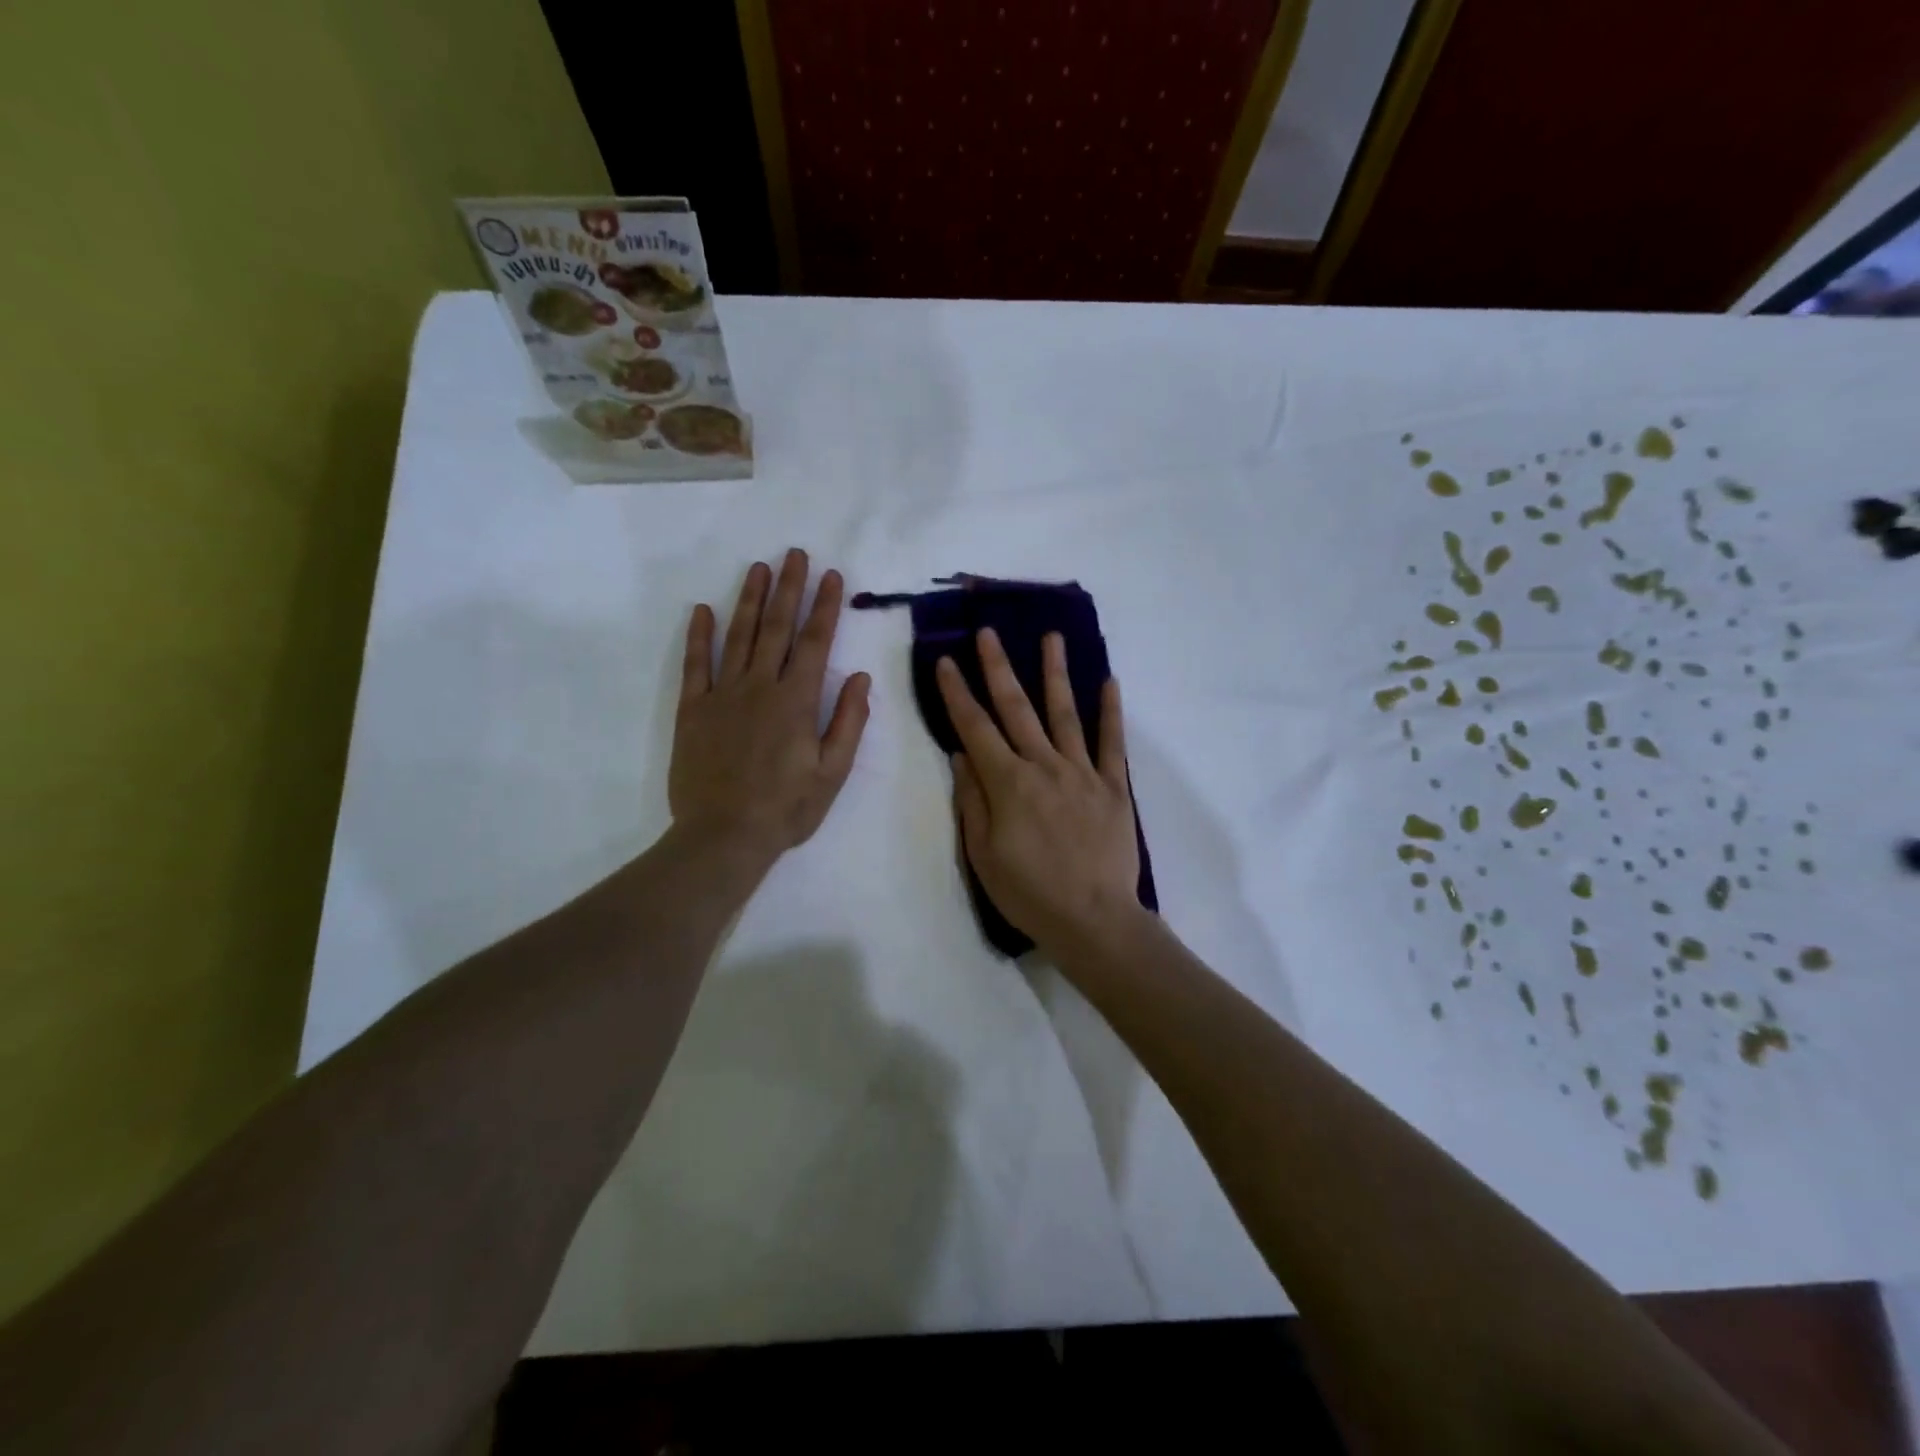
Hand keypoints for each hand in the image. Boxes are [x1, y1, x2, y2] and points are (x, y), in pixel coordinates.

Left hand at [671, 549, 870, 863]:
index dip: (825, 606)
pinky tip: (702, 610)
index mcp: (796, 701)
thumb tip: (860, 678)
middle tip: (794, 554)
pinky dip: (699, 636)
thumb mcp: (832, 772)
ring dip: (749, 599)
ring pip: (738, 636)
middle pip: (776, 628)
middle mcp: (760, 687)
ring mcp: (722, 695)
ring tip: (758, 568)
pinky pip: (695, 665)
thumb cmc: (786, 809)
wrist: (723, 836)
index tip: (833, 576)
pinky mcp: (693, 710)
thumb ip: (848, 722)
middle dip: (789, 588)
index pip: (815, 642)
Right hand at [937, 628, 1141, 957]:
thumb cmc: (1029, 893)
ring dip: (1055, 673)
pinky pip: (1111, 742)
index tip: (944, 661)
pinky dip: (1111, 711)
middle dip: (998, 668)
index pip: (975, 728)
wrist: (1093, 920)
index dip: (957, 694)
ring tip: (1051, 637)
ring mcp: (1082, 773)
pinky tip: (1109, 681)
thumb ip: (972, 800)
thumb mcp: (982, 855)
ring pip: (1065, 713)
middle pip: (1017, 708)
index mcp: (1008, 783)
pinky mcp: (1113, 786)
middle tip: (989, 633)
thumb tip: (961, 754)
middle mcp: (1043, 766)